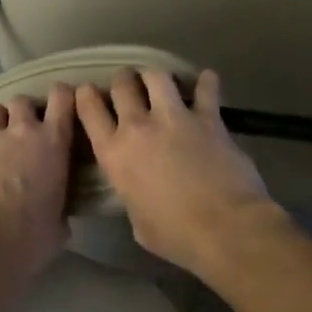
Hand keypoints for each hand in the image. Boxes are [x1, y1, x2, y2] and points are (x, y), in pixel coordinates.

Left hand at [0, 84, 75, 277]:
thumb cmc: (32, 232)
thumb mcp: (59, 222)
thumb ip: (59, 206)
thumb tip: (56, 215)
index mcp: (53, 142)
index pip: (62, 99)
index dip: (62, 96)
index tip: (63, 102)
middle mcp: (23, 131)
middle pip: (22, 101)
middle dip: (24, 111)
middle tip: (25, 129)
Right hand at [75, 69, 275, 275]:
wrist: (225, 228)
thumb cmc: (176, 235)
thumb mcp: (136, 221)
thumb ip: (131, 194)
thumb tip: (138, 190)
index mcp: (114, 154)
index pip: (89, 109)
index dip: (86, 95)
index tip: (88, 92)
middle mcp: (138, 127)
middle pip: (122, 84)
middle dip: (123, 81)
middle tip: (129, 86)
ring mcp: (174, 118)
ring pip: (157, 76)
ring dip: (156, 77)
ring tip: (161, 83)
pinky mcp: (209, 118)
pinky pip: (206, 88)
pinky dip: (206, 82)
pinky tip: (207, 81)